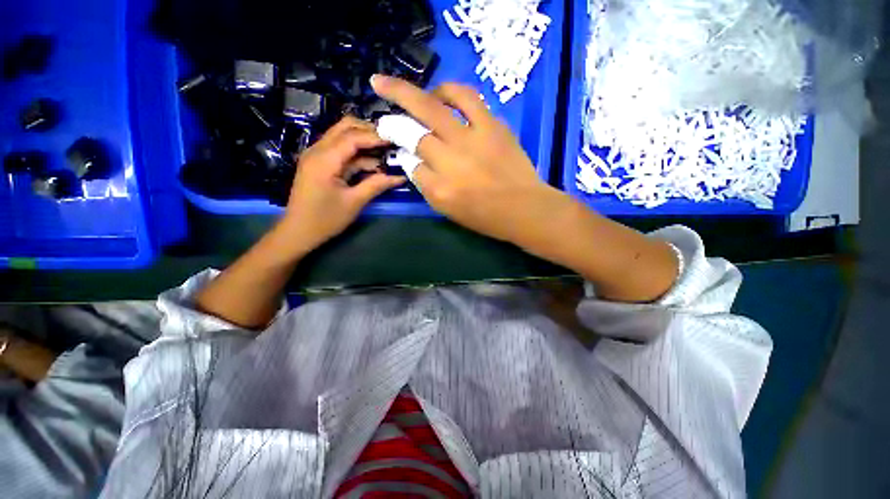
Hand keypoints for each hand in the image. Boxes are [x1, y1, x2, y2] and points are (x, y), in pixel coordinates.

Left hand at [281, 116, 405, 251]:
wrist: (298, 232)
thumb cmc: (325, 219)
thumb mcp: (354, 202)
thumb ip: (376, 185)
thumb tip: (400, 177)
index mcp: (324, 160)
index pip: (352, 137)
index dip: (375, 137)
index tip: (395, 140)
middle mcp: (317, 151)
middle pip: (344, 128)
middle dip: (368, 131)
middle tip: (389, 142)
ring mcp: (317, 156)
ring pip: (342, 137)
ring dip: (363, 142)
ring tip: (385, 152)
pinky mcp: (319, 164)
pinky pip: (340, 151)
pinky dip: (357, 154)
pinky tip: (373, 164)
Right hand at [370, 75, 558, 243]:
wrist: (523, 208)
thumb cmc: (484, 216)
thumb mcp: (448, 209)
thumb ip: (426, 184)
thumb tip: (413, 158)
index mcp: (440, 188)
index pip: (410, 161)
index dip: (400, 147)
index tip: (396, 138)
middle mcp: (451, 160)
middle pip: (415, 128)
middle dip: (394, 102)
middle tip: (379, 82)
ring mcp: (474, 139)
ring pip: (440, 104)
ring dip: (424, 91)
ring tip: (423, 93)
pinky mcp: (494, 127)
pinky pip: (470, 100)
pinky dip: (454, 93)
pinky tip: (449, 97)